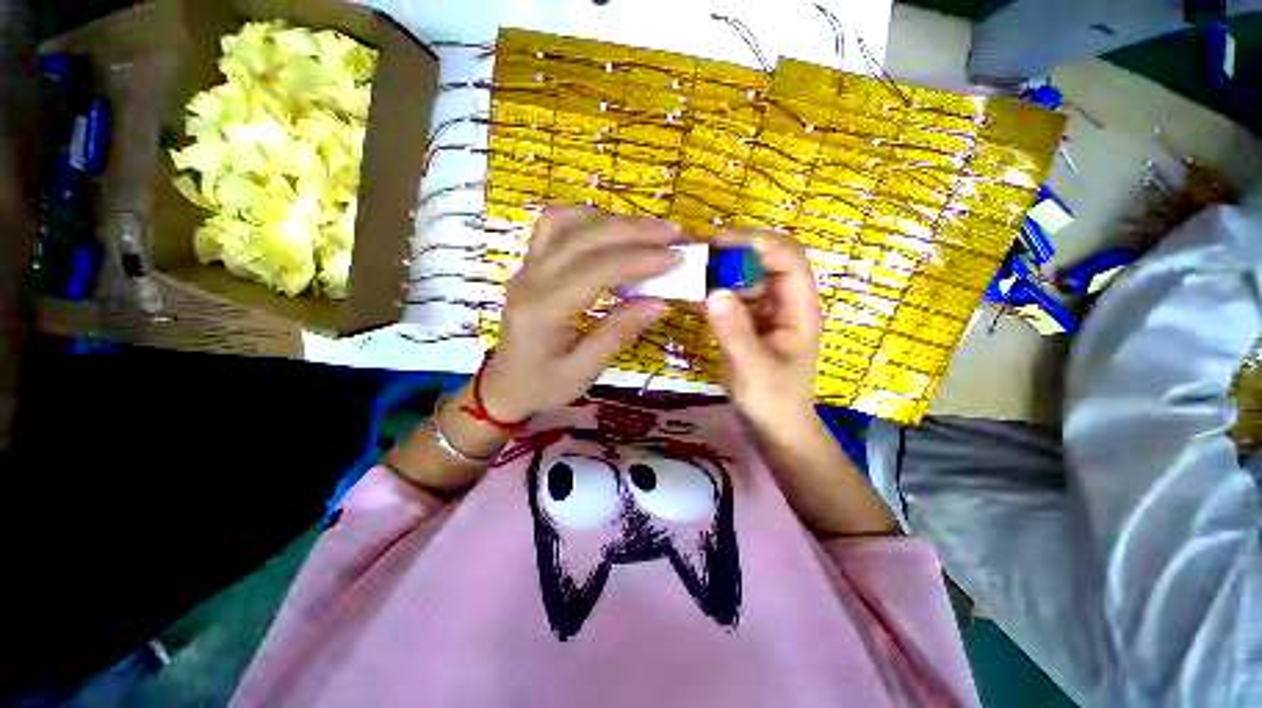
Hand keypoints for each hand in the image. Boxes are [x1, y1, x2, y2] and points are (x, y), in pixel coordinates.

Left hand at [479, 206, 680, 420]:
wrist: (504, 386)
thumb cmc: (543, 385)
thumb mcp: (584, 370)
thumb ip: (618, 333)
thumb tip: (659, 302)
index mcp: (543, 310)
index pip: (596, 270)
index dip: (640, 260)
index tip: (677, 258)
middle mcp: (531, 279)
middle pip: (584, 238)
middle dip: (634, 232)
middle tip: (673, 235)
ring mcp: (527, 267)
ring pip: (567, 223)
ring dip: (611, 221)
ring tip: (648, 232)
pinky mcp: (530, 265)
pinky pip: (553, 226)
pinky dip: (585, 219)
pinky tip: (609, 229)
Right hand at [704, 230, 821, 433]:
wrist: (773, 428)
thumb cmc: (773, 403)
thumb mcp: (753, 370)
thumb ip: (735, 332)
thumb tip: (712, 291)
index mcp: (800, 310)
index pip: (789, 259)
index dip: (758, 243)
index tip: (718, 241)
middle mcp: (784, 304)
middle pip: (765, 262)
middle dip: (734, 252)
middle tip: (696, 252)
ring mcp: (765, 313)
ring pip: (745, 279)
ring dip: (719, 271)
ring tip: (687, 269)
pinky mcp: (747, 323)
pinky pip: (731, 298)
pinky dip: (712, 292)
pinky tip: (690, 293)